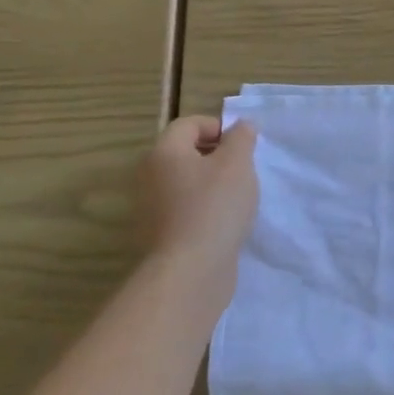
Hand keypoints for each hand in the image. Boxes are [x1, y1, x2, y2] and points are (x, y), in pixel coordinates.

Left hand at [139, 115, 258, 317]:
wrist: (190, 270)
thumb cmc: (215, 206)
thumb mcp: (238, 163)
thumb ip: (241, 138)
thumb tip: (241, 126)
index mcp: (164, 152)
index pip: (189, 124)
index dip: (219, 127)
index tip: (243, 146)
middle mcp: (149, 176)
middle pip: (185, 153)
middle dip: (217, 156)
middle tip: (244, 170)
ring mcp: (150, 208)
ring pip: (186, 183)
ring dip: (212, 184)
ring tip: (238, 198)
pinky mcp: (159, 234)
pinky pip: (184, 209)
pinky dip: (204, 209)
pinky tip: (224, 223)